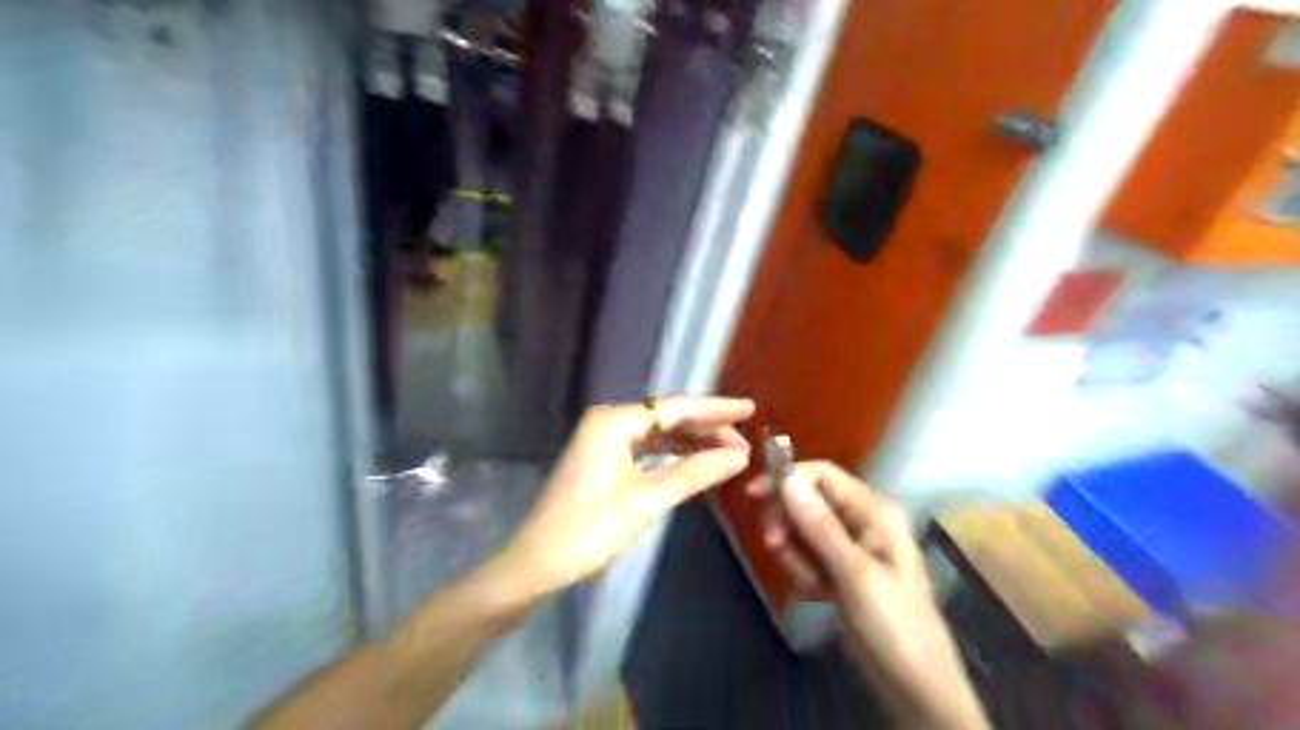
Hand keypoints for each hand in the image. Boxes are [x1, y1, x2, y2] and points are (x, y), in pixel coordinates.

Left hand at [498, 395, 762, 601]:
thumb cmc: (590, 530)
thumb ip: (696, 472)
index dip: (715, 409)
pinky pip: (646, 448)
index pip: (676, 407)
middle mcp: (609, 422)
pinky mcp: (603, 460)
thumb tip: (739, 456)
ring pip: (658, 433)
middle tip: (745, 441)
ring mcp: (604, 441)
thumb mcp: (648, 500)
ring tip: (729, 451)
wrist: (539, 563)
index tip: (750, 409)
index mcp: (615, 422)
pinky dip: (672, 454)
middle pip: (667, 417)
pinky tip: (696, 461)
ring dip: (691, 441)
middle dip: (706, 427)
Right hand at [753, 464, 986, 726]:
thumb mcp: (853, 573)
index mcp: (873, 510)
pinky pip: (808, 556)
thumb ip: (819, 524)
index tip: (753, 496)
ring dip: (796, 555)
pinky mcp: (842, 570)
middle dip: (789, 523)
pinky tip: (818, 595)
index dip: (787, 479)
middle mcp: (861, 521)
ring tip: (813, 585)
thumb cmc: (892, 624)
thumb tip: (787, 477)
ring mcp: (851, 547)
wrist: (914, 686)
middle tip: (775, 546)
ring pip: (803, 531)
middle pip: (808, 501)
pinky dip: (804, 572)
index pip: (822, 474)